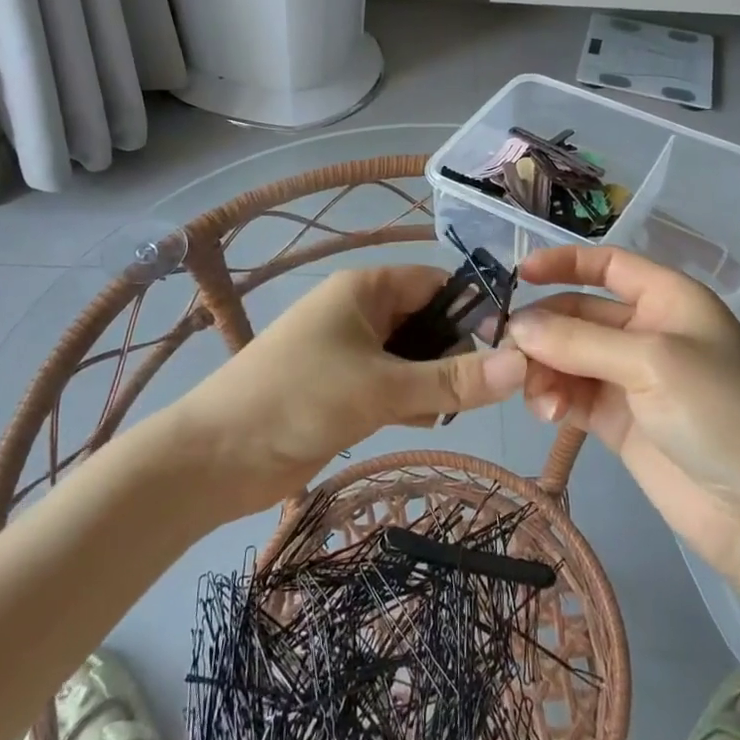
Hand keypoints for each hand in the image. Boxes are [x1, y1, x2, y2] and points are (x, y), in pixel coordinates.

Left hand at [170, 265, 526, 516]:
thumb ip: (452, 380)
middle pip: (426, 320)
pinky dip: (410, 399)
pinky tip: (425, 422)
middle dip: (454, 353)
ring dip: (433, 381)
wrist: (217, 456)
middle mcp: (359, 311)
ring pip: (411, 357)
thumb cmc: (300, 399)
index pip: (435, 283)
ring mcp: (349, 352)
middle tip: (485, 392)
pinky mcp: (342, 389)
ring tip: (454, 410)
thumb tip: (522, 365)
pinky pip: (391, 384)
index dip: (472, 311)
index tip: (508, 350)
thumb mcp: (382, 387)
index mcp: (365, 288)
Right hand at [506, 246, 739, 586]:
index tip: (520, 274)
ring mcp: (631, 379)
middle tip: (507, 349)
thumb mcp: (651, 361)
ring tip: (535, 394)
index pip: (608, 265)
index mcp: (667, 300)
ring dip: (545, 368)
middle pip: (579, 313)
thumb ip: (579, 340)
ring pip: (568, 357)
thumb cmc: (719, 412)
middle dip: (544, 327)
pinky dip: (553, 398)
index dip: (564, 263)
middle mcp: (647, 332)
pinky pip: (572, 395)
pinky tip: (547, 413)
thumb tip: (517, 327)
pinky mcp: (618, 421)